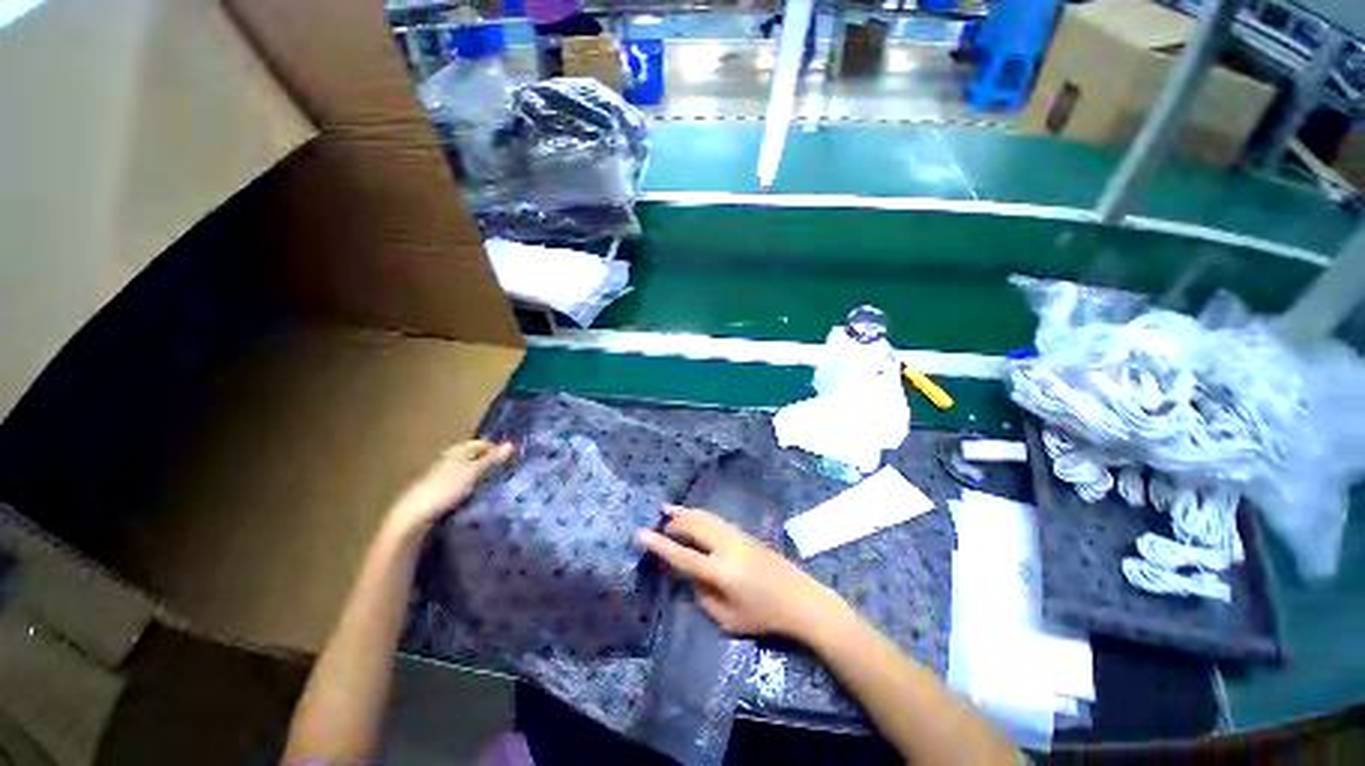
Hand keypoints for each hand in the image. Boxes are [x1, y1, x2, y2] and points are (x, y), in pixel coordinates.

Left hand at [386, 440, 511, 535]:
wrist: (415, 514)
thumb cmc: (447, 487)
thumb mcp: (474, 472)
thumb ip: (492, 459)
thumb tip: (512, 444)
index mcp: (459, 450)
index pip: (483, 443)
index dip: (498, 449)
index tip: (514, 458)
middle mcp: (451, 458)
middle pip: (475, 456)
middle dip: (490, 461)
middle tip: (509, 470)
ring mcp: (444, 474)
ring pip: (469, 469)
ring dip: (481, 474)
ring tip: (497, 483)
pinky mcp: (441, 489)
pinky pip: (463, 482)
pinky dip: (472, 485)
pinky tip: (479, 493)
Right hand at [639, 506, 845, 639]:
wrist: (801, 599)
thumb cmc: (765, 616)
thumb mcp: (729, 620)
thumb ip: (704, 597)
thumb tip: (692, 577)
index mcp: (720, 572)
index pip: (682, 555)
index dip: (660, 545)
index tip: (641, 533)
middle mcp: (726, 547)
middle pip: (694, 526)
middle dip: (674, 523)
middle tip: (659, 522)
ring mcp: (737, 536)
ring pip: (706, 517)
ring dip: (686, 513)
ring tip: (669, 509)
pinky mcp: (745, 533)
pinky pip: (716, 519)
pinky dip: (701, 515)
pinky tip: (695, 516)